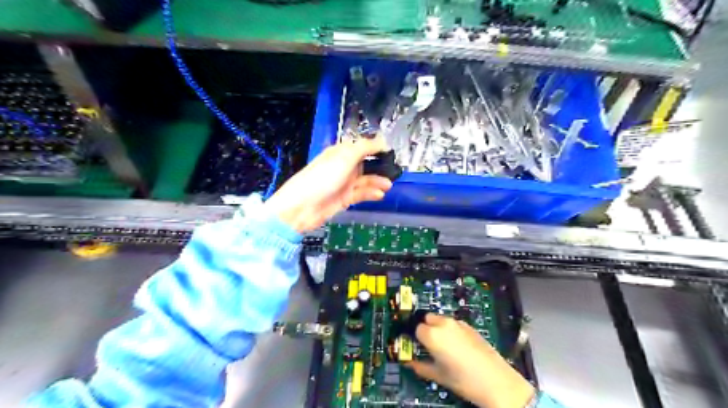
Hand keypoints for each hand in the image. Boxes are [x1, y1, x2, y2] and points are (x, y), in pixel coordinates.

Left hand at [265, 137, 391, 232]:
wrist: (303, 207)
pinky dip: (370, 194)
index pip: (361, 147)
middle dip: (379, 167)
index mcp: (340, 153)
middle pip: (365, 164)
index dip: (375, 148)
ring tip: (389, 185)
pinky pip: (361, 194)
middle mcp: (343, 167)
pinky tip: (380, 194)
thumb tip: (382, 141)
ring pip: (365, 180)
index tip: (391, 151)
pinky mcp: (344, 198)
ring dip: (377, 182)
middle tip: (394, 171)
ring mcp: (344, 183)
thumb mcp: (344, 157)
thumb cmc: (322, 178)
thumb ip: (365, 148)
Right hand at [409, 314, 532, 406]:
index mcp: (433, 334)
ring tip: (443, 347)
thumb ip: (420, 366)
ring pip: (441, 319)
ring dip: (438, 328)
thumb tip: (409, 363)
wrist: (497, 382)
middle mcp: (445, 324)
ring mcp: (459, 324)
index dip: (416, 339)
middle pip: (427, 318)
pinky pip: (454, 323)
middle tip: (428, 345)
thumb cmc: (466, 381)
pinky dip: (451, 330)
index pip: (416, 328)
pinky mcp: (470, 327)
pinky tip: (456, 347)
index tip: (416, 346)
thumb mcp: (438, 375)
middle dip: (426, 329)